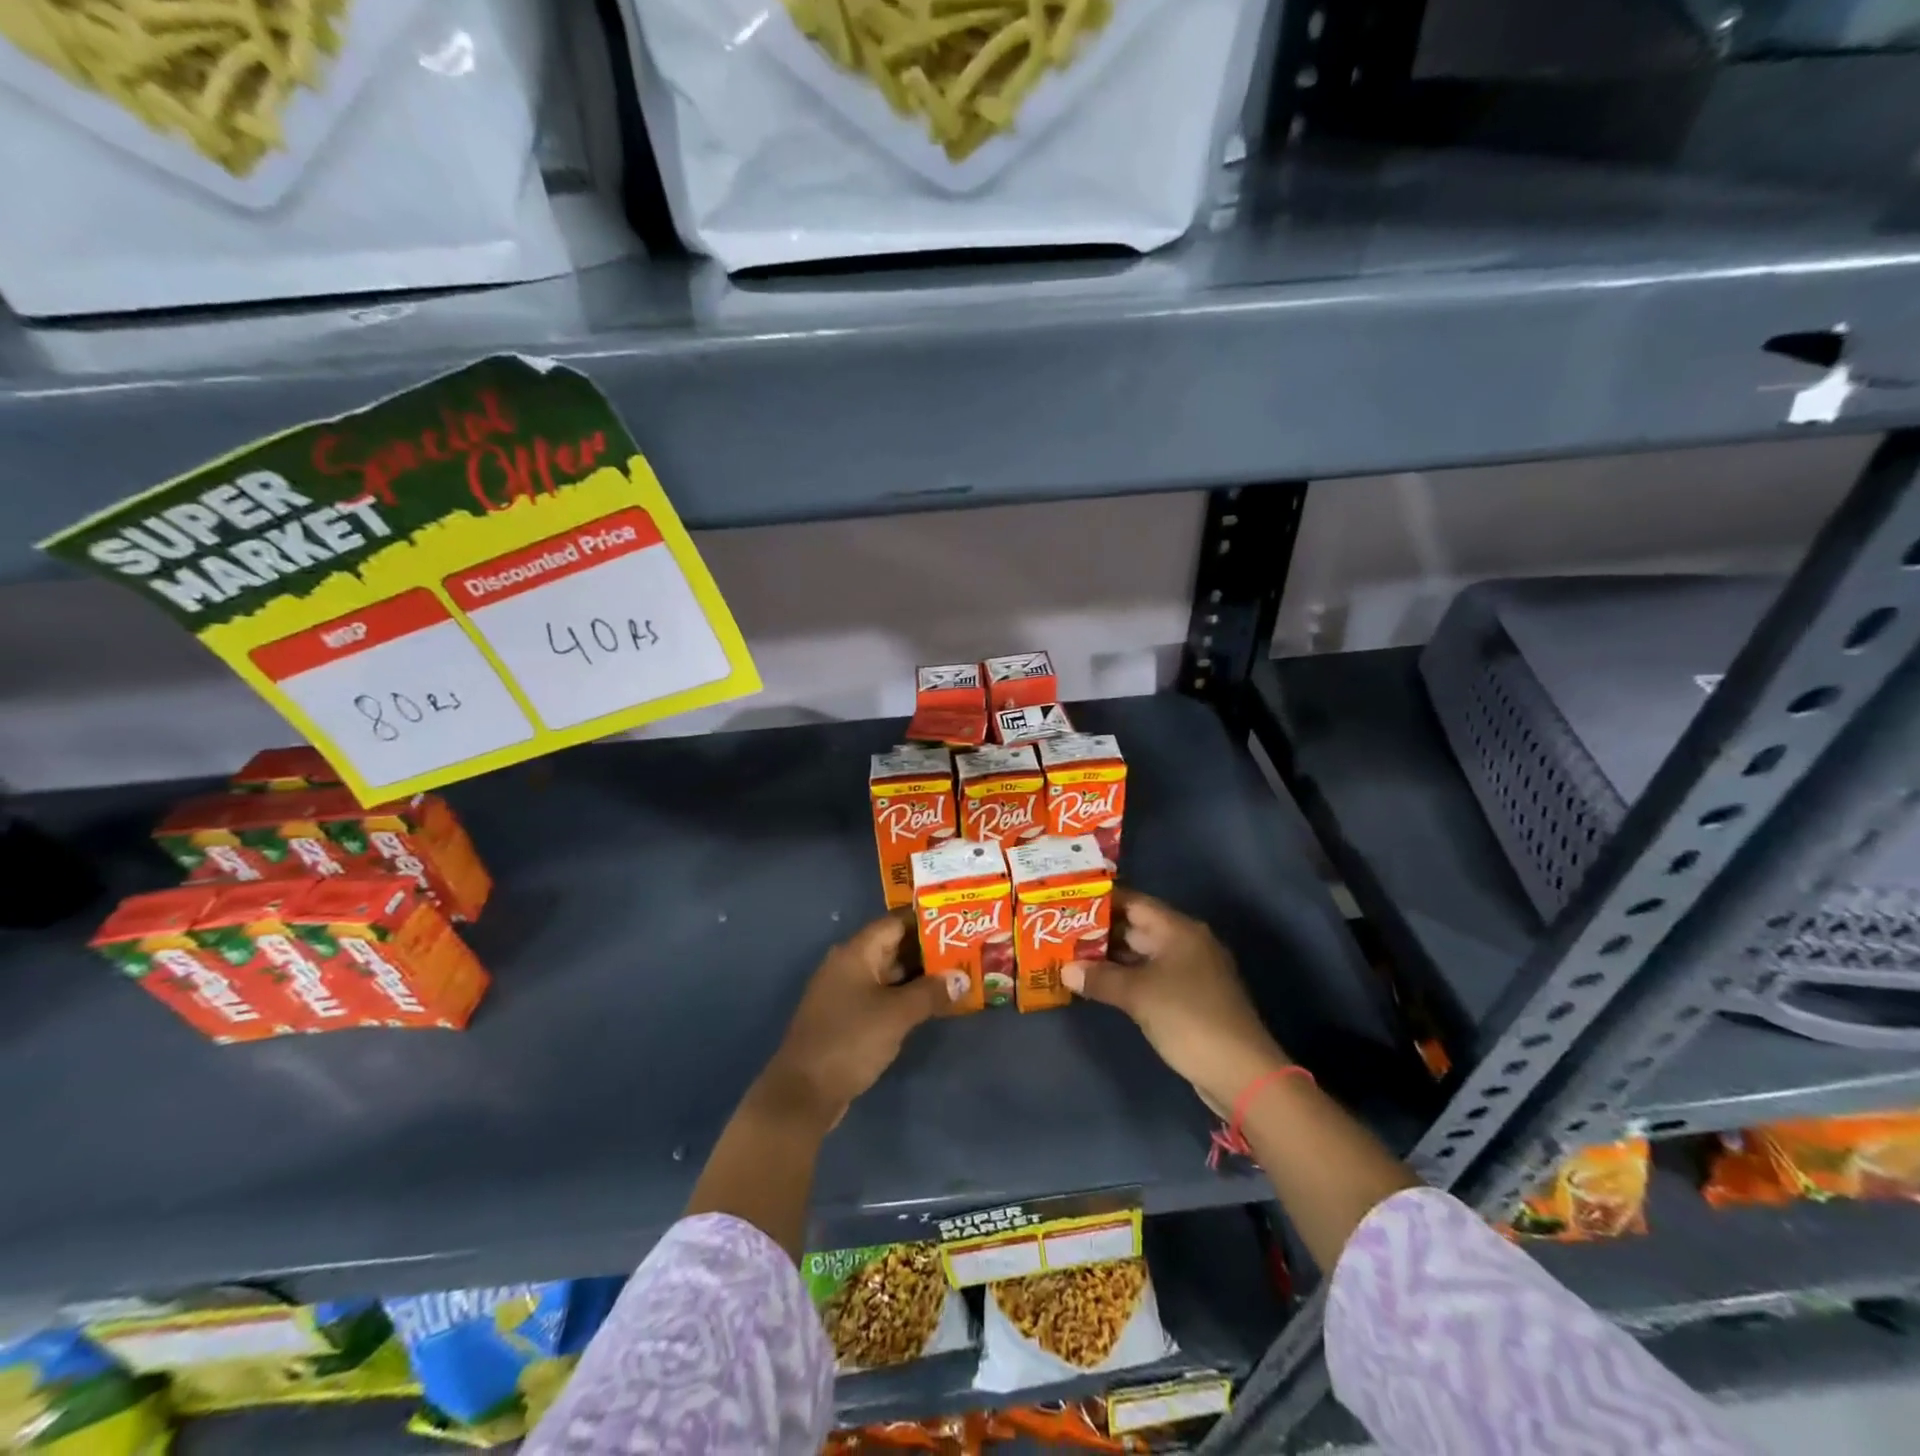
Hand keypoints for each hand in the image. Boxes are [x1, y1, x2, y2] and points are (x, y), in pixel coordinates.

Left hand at [760, 915, 962, 1125]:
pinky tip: (931, 1004)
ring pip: (889, 973)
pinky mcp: (847, 1016)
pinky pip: (882, 995)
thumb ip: (931, 992)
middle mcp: (848, 964)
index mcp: (856, 952)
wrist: (805, 1091)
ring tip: (956, 975)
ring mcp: (846, 992)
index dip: (926, 921)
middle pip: (893, 947)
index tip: (958, 922)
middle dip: (928, 950)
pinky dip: (905, 996)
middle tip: (965, 951)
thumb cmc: (851, 1040)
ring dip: (919, 976)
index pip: (895, 923)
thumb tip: (962, 978)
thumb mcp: (897, 1014)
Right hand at [1063, 890, 1289, 1111]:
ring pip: (1143, 954)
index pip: (1134, 902)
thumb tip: (1065, 970)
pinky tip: (1100, 986)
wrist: (1242, 1072)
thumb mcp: (1138, 995)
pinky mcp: (1191, 998)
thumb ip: (1100, 978)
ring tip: (1072, 958)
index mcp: (1178, 930)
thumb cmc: (1188, 1018)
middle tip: (1060, 933)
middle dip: (1100, 931)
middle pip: (1137, 927)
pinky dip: (1126, 978)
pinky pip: (1151, 977)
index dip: (1101, 900)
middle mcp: (1186, 943)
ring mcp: (1190, 972)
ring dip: (1111, 958)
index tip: (1068, 902)